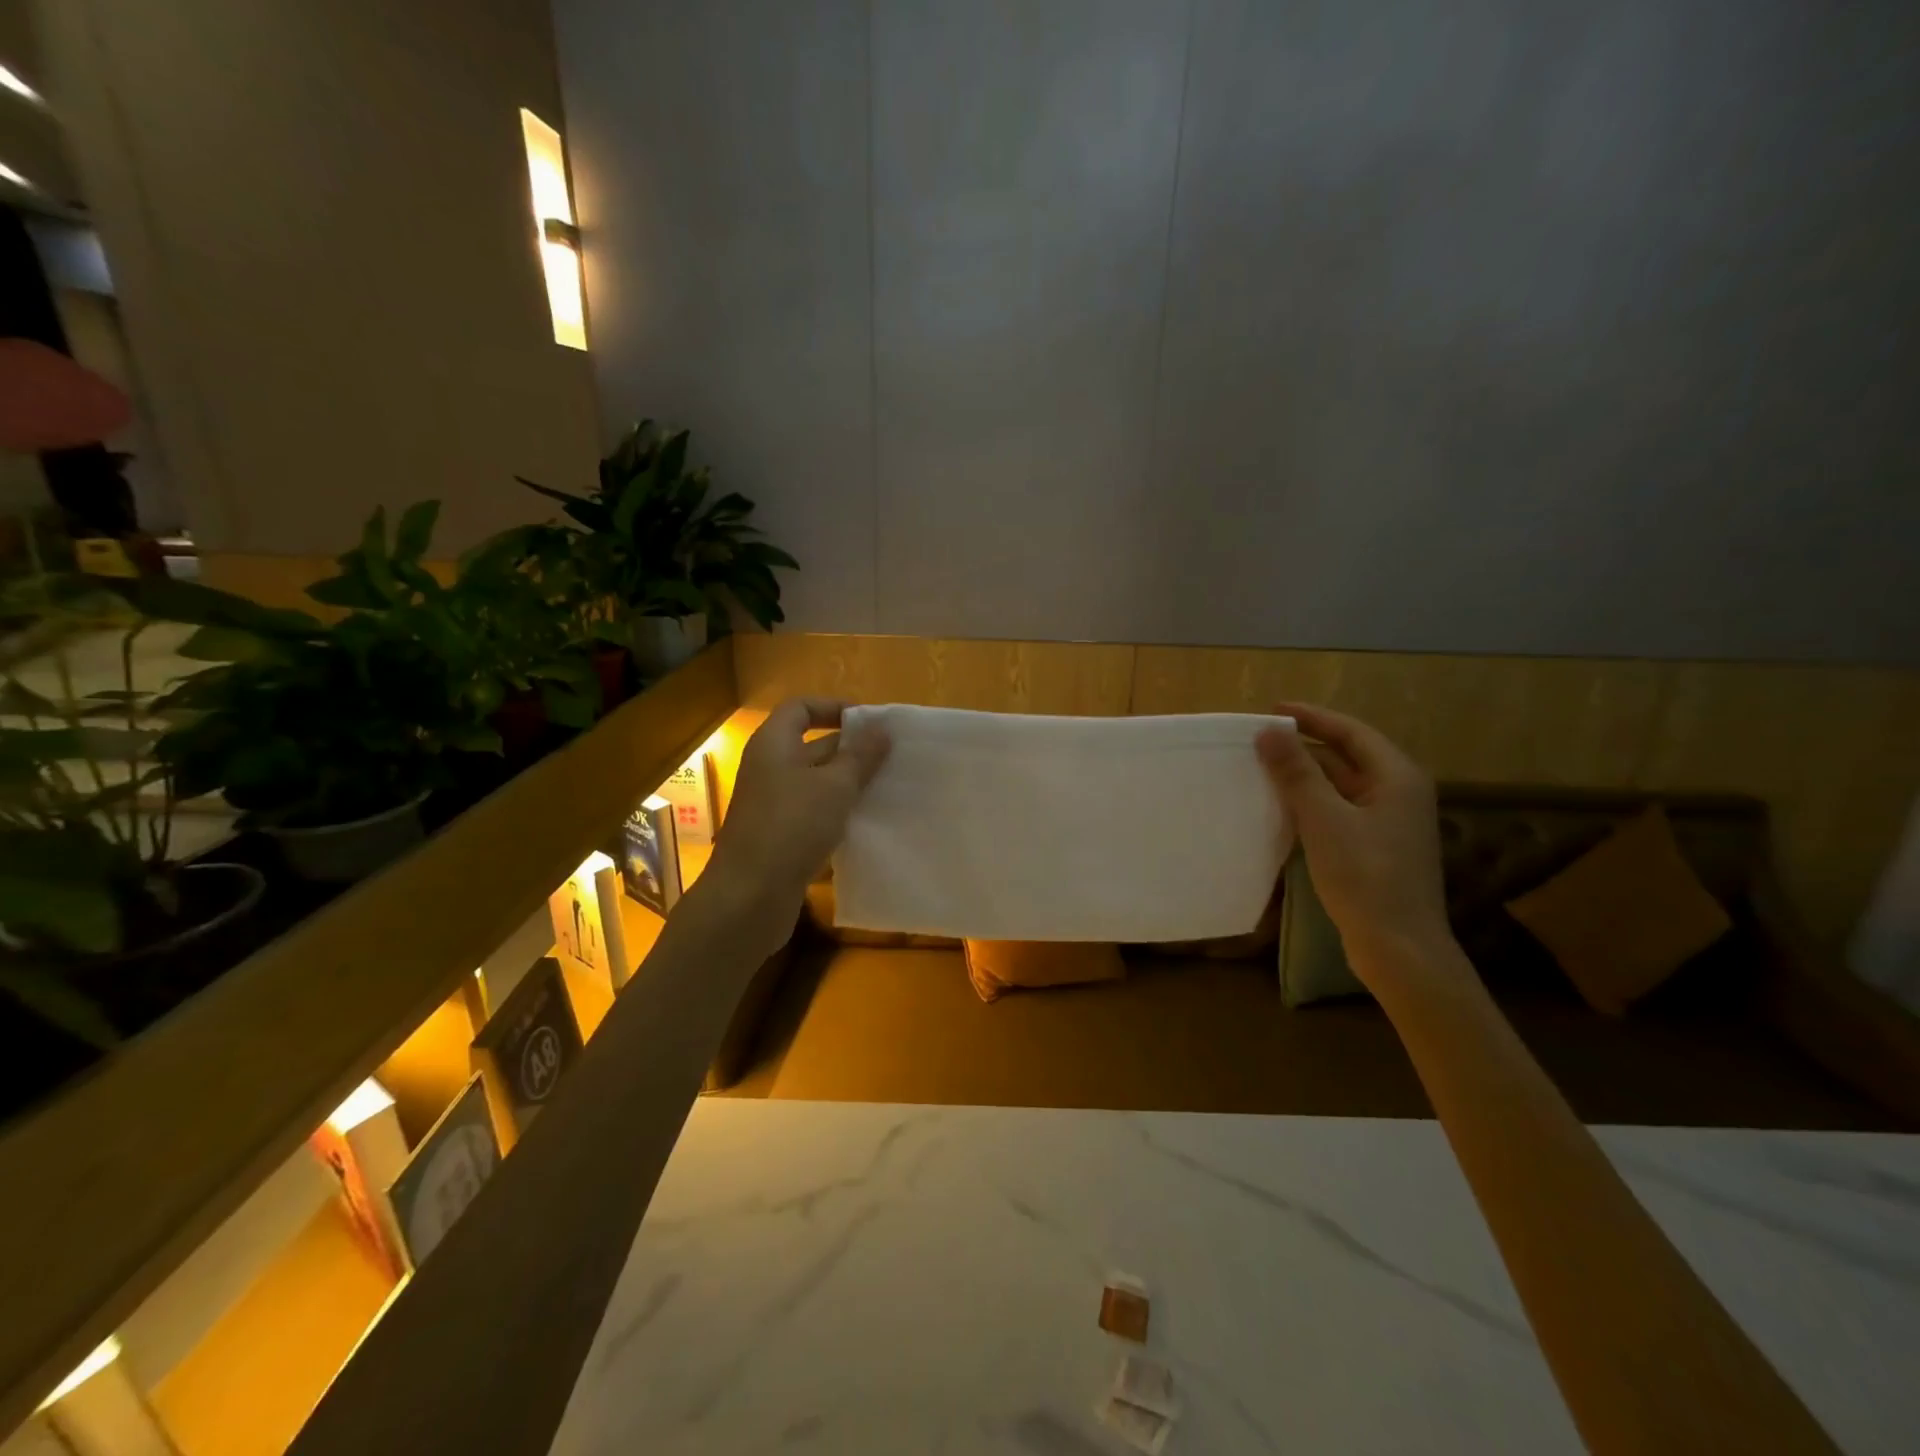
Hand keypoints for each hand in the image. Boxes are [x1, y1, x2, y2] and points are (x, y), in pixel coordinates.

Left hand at [706, 698, 889, 933]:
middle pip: (811, 745)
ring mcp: (772, 805)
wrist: (749, 896)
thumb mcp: (835, 786)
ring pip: (815, 783)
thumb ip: (860, 756)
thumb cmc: (792, 826)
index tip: (870, 722)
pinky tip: (867, 822)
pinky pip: (813, 813)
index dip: (833, 707)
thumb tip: (881, 729)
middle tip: (891, 756)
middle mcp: (769, 769)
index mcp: (773, 745)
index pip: (800, 708)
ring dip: (848, 783)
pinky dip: (838, 813)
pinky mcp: (779, 836)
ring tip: (888, 786)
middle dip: (850, 749)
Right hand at [1256, 703, 1455, 988]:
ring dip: (1306, 775)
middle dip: (1306, 746)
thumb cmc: (1365, 876)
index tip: (1272, 709)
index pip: (1351, 732)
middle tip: (1262, 739)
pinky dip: (1312, 802)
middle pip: (1348, 756)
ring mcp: (1389, 823)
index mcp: (1397, 778)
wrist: (1398, 947)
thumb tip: (1269, 731)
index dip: (1312, 717)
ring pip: (1342, 785)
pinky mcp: (1377, 848)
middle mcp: (1399, 794)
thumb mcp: (1324, 819)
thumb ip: (1297, 772)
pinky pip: (1340, 810)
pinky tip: (1283, 808)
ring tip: (1264, 768)